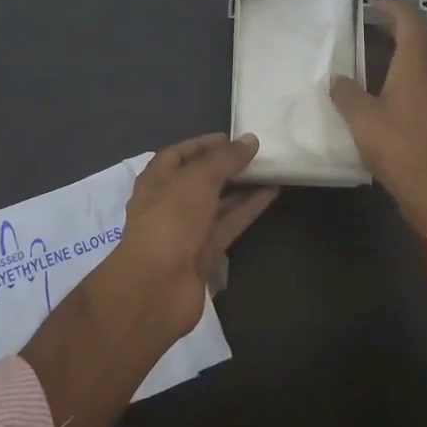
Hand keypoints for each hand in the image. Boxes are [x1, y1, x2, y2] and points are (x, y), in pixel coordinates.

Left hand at [108, 134, 278, 339]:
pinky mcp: (204, 253)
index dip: (203, 145)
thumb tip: (250, 140)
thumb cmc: (170, 221)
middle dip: (225, 167)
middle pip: (199, 179)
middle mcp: (169, 203)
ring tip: (270, 171)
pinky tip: (270, 195)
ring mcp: (186, 230)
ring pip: (217, 203)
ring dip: (241, 187)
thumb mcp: (197, 180)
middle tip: (256, 155)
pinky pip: (228, 225)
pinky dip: (247, 210)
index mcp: (156, 180)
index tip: (232, 138)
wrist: (156, 288)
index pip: (178, 154)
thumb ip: (225, 159)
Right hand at [330, 0, 426, 237]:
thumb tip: (337, 78)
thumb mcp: (361, 120)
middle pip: (426, 35)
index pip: (411, 20)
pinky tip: (394, 86)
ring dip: (410, 46)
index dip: (393, 6)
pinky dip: (414, 68)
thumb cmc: (399, 148)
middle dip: (403, 24)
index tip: (372, 5)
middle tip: (376, 26)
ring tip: (382, 52)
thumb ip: (346, 93)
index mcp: (416, 65)